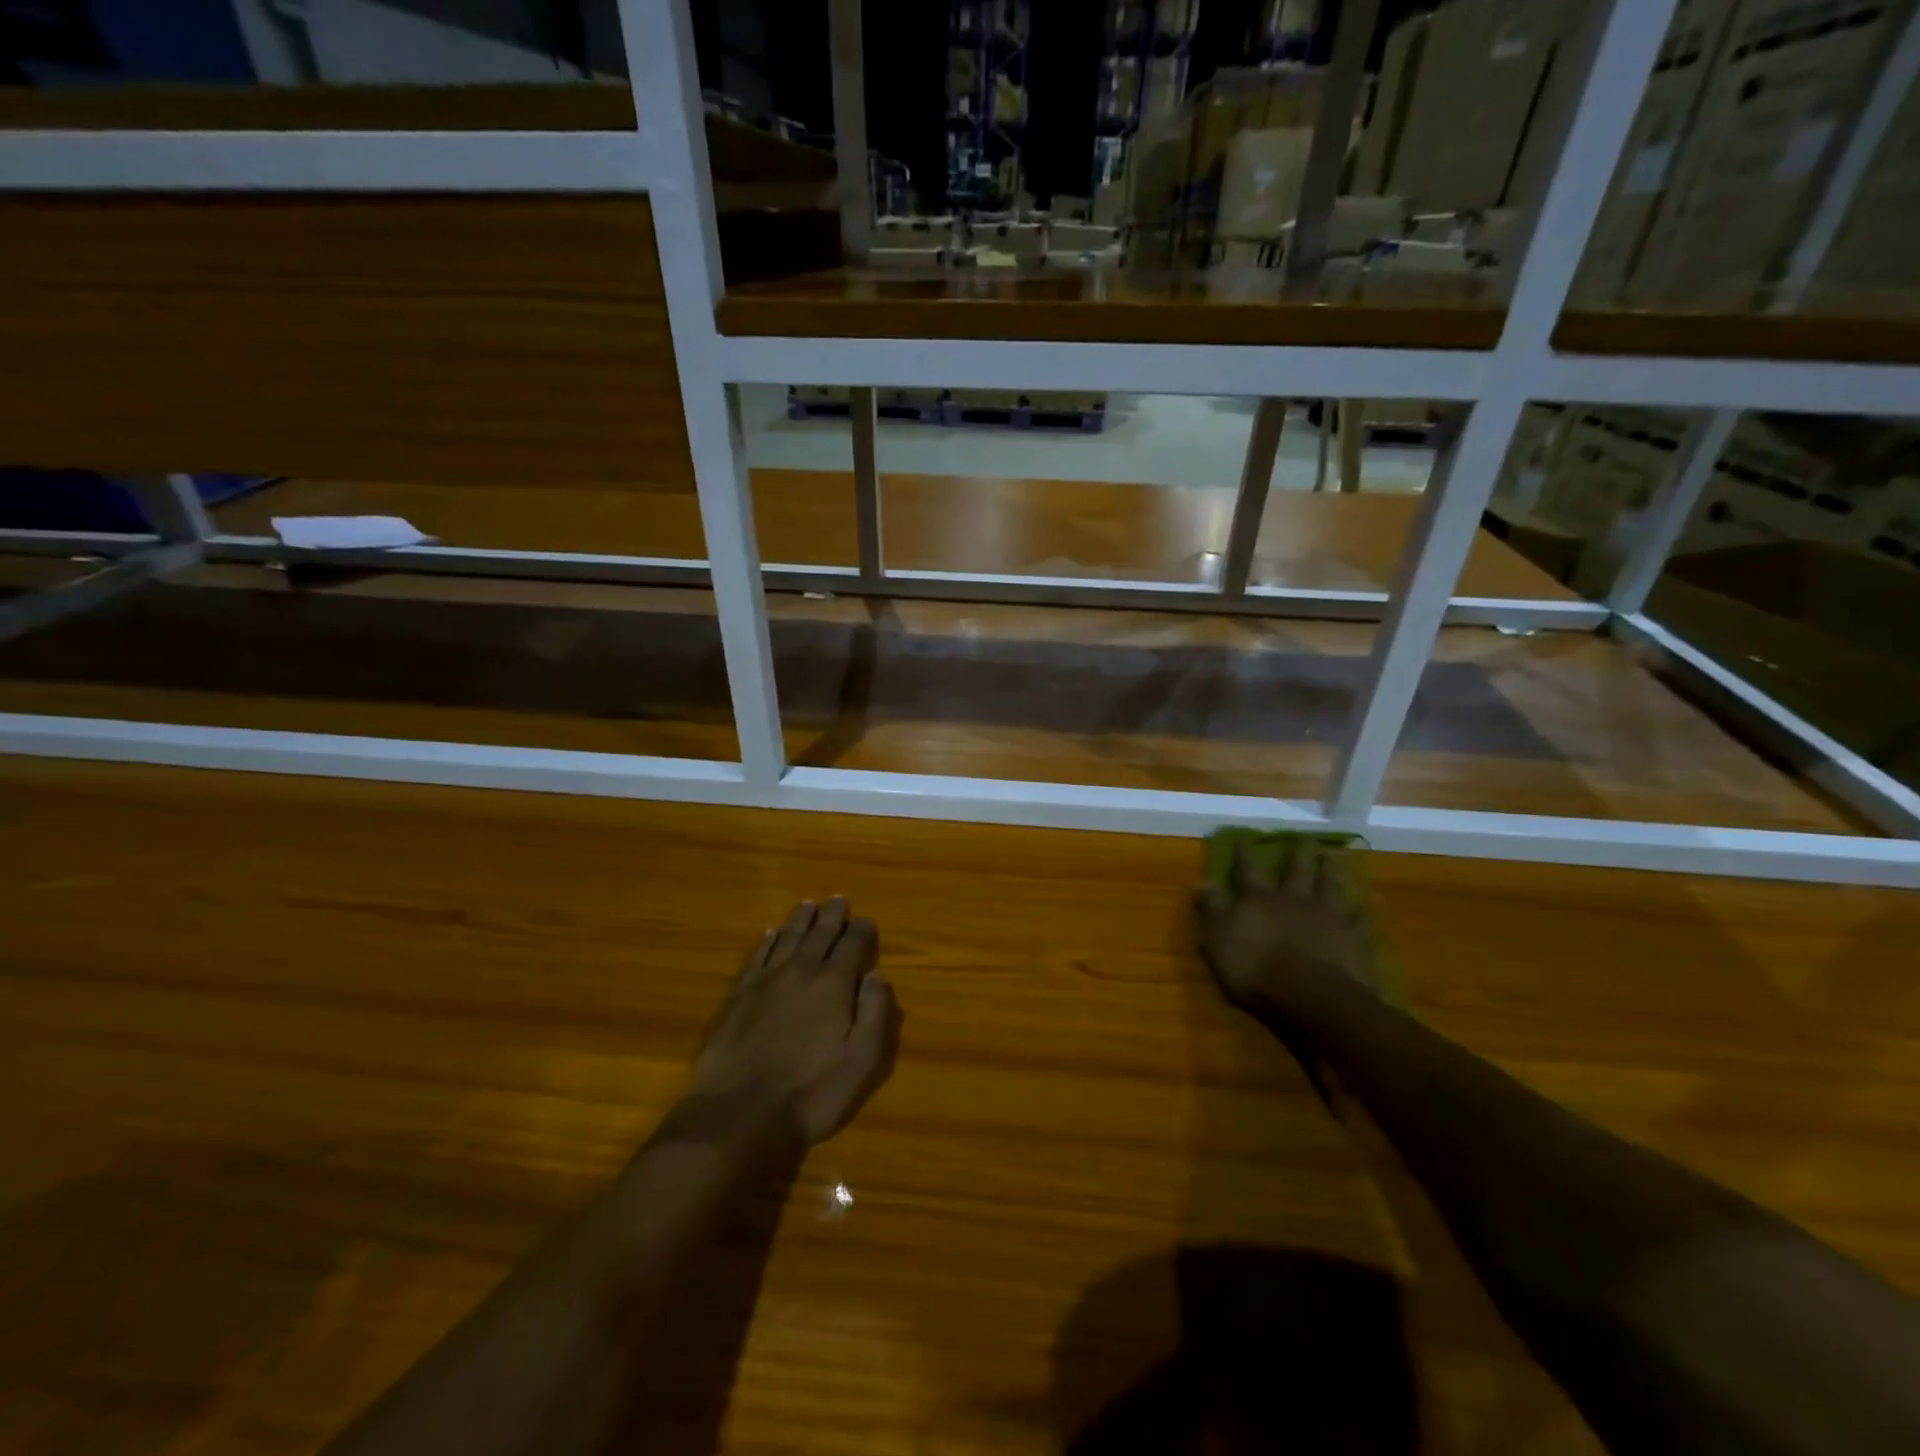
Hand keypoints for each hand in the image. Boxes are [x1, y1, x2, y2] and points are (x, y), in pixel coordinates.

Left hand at [686, 897, 899, 1145]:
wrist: (739, 1113)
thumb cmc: (810, 1093)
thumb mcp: (861, 1061)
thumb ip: (874, 1014)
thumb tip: (878, 976)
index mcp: (834, 984)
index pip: (853, 945)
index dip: (862, 931)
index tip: (866, 921)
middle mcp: (801, 971)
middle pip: (820, 933)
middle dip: (832, 915)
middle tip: (838, 899)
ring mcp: (765, 980)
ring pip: (787, 937)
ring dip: (800, 920)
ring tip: (808, 905)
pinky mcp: (738, 995)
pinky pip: (756, 956)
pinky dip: (766, 941)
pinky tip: (770, 934)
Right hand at [1195, 837, 1379, 1026]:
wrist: (1311, 995)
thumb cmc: (1255, 968)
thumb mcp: (1218, 938)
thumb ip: (1212, 908)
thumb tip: (1204, 880)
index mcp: (1259, 900)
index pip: (1248, 870)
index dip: (1245, 853)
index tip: (1246, 836)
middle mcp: (1294, 900)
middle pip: (1297, 871)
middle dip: (1299, 855)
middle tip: (1306, 839)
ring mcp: (1328, 918)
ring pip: (1330, 887)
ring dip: (1330, 871)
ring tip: (1334, 856)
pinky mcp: (1353, 940)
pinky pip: (1360, 922)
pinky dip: (1362, 913)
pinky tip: (1367, 906)